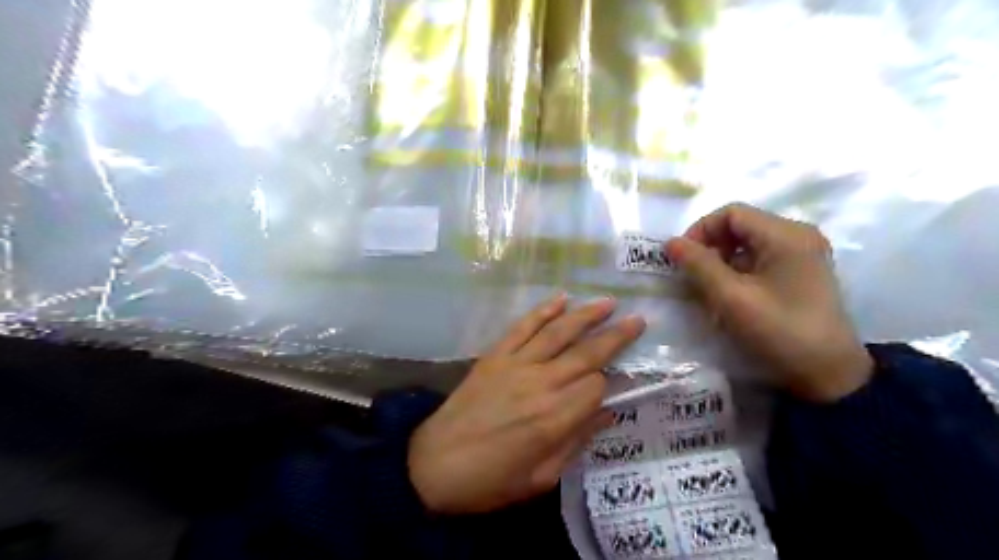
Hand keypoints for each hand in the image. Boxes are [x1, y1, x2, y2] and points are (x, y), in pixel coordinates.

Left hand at [409, 295, 643, 513]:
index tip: (612, 385)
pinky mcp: (494, 356)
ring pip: (558, 333)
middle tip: (637, 319)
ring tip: (607, 302)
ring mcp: (515, 365)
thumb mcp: (541, 478)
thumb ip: (576, 442)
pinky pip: (522, 328)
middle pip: (586, 353)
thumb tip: (607, 414)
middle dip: (615, 336)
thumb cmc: (490, 480)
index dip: (608, 384)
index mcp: (554, 419)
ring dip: (585, 316)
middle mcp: (540, 384)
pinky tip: (560, 299)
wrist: (433, 464)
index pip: (596, 387)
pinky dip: (542, 312)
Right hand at [662, 204, 876, 399]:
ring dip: (721, 261)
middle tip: (692, 276)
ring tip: (707, 289)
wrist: (828, 375)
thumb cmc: (778, 331)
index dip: (700, 230)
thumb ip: (698, 265)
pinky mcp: (800, 272)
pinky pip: (759, 259)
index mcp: (786, 235)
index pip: (731, 213)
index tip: (682, 259)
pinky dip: (737, 272)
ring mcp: (802, 254)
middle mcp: (797, 235)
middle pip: (740, 226)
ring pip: (747, 244)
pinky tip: (728, 295)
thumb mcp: (731, 298)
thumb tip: (671, 242)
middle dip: (710, 247)